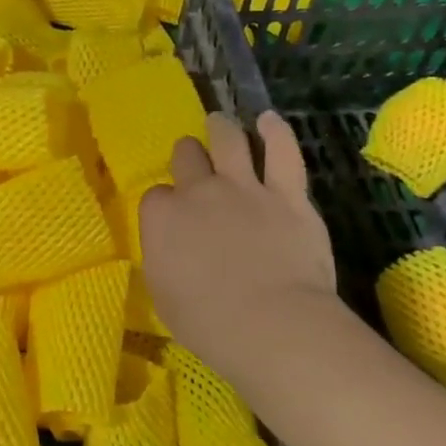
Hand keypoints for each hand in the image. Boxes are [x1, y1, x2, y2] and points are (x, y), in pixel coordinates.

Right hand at [138, 110, 339, 386]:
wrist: (271, 325)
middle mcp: (198, 190)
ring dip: (222, 128)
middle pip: (187, 156)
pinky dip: (276, 132)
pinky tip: (270, 120)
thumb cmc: (207, 322)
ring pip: (228, 139)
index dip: (166, 206)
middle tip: (194, 159)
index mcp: (162, 216)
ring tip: (221, 122)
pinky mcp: (288, 194)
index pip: (156, 196)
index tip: (174, 221)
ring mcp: (244, 187)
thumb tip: (169, 247)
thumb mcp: (163, 294)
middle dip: (188, 156)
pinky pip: (283, 151)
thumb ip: (163, 258)